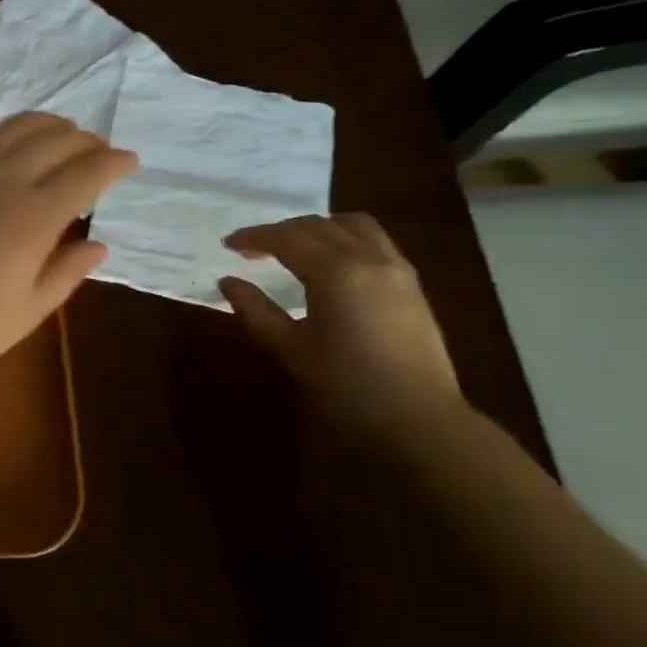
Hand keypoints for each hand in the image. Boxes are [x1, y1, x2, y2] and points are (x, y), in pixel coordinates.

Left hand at [0, 113, 137, 406]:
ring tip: (62, 138)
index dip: (115, 163)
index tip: (131, 162)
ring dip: (48, 127)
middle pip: (55, 139)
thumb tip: (98, 244)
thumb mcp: (30, 309)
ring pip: (15, 127)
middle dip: (86, 141)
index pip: (87, 172)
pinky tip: (9, 148)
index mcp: (34, 215)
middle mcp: (2, 179)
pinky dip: (6, 135)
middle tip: (99, 153)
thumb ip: (68, 270)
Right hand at [219, 213, 464, 439]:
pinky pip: (375, 242)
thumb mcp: (290, 350)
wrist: (419, 421)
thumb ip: (256, 311)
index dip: (254, 237)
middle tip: (253, 248)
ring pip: (354, 226)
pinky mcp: (412, 286)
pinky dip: (345, 240)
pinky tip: (332, 265)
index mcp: (335, 272)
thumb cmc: (346, 386)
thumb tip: (228, 282)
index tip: (228, 245)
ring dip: (319, 228)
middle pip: (319, 226)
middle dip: (282, 231)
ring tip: (295, 248)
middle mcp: (369, 259)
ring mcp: (396, 270)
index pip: (287, 238)